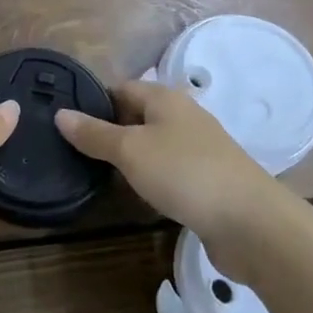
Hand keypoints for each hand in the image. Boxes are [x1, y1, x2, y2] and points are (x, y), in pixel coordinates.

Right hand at [57, 80, 285, 281]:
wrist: (252, 224)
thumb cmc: (185, 173)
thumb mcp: (130, 150)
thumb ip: (94, 134)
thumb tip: (60, 113)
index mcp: (165, 98)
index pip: (120, 88)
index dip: (93, 102)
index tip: (67, 123)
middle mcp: (183, 117)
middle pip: (137, 116)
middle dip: (109, 131)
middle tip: (75, 151)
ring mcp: (198, 150)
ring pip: (153, 146)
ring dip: (130, 158)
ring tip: (97, 174)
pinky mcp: (208, 181)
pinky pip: (169, 172)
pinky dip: (150, 179)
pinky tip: (135, 195)